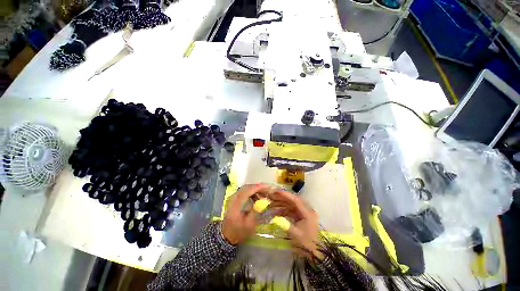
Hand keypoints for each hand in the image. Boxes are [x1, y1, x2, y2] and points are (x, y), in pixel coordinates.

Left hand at [221, 184, 269, 244]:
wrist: (227, 234)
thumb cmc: (239, 231)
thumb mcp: (249, 225)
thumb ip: (256, 211)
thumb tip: (264, 200)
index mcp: (237, 204)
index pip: (248, 190)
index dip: (258, 187)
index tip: (268, 187)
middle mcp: (234, 198)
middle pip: (247, 187)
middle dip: (258, 187)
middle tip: (268, 189)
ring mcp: (233, 197)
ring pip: (246, 188)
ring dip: (255, 189)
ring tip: (265, 193)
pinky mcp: (235, 198)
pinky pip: (245, 190)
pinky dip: (252, 191)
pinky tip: (258, 197)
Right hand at [270, 189, 321, 258]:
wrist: (316, 253)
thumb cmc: (307, 244)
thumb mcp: (296, 235)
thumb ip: (285, 225)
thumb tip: (274, 218)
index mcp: (308, 213)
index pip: (296, 201)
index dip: (286, 195)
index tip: (277, 191)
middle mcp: (307, 210)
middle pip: (294, 200)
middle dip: (283, 197)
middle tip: (273, 195)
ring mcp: (305, 213)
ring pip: (292, 205)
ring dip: (283, 203)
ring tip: (273, 202)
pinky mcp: (302, 217)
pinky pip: (292, 210)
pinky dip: (285, 210)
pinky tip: (277, 212)